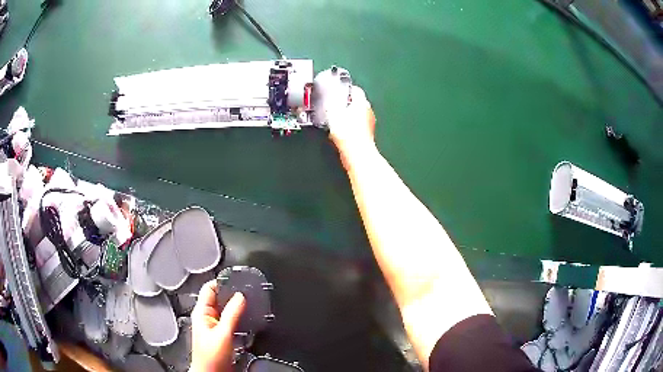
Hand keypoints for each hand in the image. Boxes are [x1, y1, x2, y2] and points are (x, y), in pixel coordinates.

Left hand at [190, 281, 245, 371]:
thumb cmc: (210, 357)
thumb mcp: (223, 333)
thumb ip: (232, 314)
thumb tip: (240, 296)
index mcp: (201, 312)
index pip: (209, 288)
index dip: (221, 282)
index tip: (236, 280)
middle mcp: (206, 317)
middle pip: (219, 298)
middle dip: (231, 295)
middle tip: (246, 292)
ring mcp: (214, 326)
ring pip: (225, 310)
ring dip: (235, 307)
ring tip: (248, 304)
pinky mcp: (221, 334)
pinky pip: (230, 321)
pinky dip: (238, 318)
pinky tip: (246, 319)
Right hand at [327, 85, 375, 157]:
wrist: (356, 154)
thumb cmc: (347, 132)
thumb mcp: (332, 112)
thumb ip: (331, 102)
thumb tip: (329, 98)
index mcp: (362, 102)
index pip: (355, 90)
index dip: (344, 89)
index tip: (336, 92)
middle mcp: (368, 111)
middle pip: (355, 102)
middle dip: (344, 104)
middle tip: (332, 107)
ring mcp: (368, 124)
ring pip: (355, 115)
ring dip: (345, 117)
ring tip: (333, 121)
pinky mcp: (365, 135)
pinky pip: (355, 127)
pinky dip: (347, 128)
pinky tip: (338, 133)